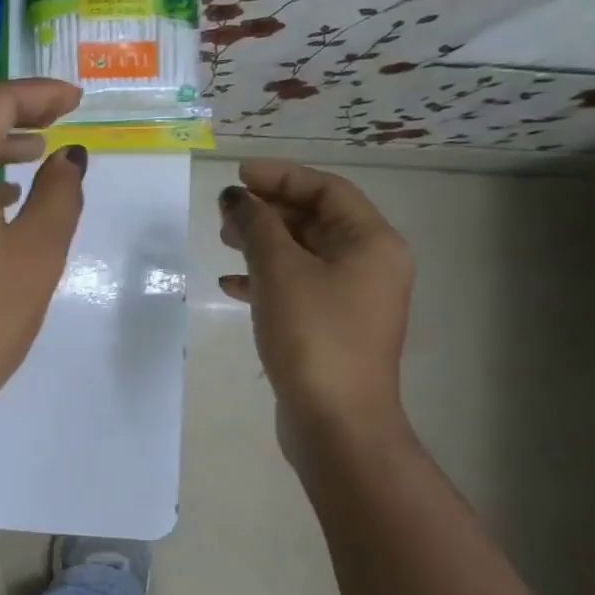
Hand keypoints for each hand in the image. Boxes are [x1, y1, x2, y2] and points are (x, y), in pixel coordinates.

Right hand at [218, 159, 413, 450]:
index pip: (327, 190)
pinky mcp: (331, 326)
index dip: (281, 176)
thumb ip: (256, 226)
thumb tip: (236, 198)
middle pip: (316, 220)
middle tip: (225, 212)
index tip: (237, 175)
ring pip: (303, 254)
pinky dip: (265, 279)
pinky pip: (297, 286)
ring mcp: (351, 298)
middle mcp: (369, 265)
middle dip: (268, 210)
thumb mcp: (279, 270)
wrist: (336, 420)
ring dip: (263, 243)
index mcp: (371, 243)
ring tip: (223, 241)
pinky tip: (231, 285)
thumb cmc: (313, 334)